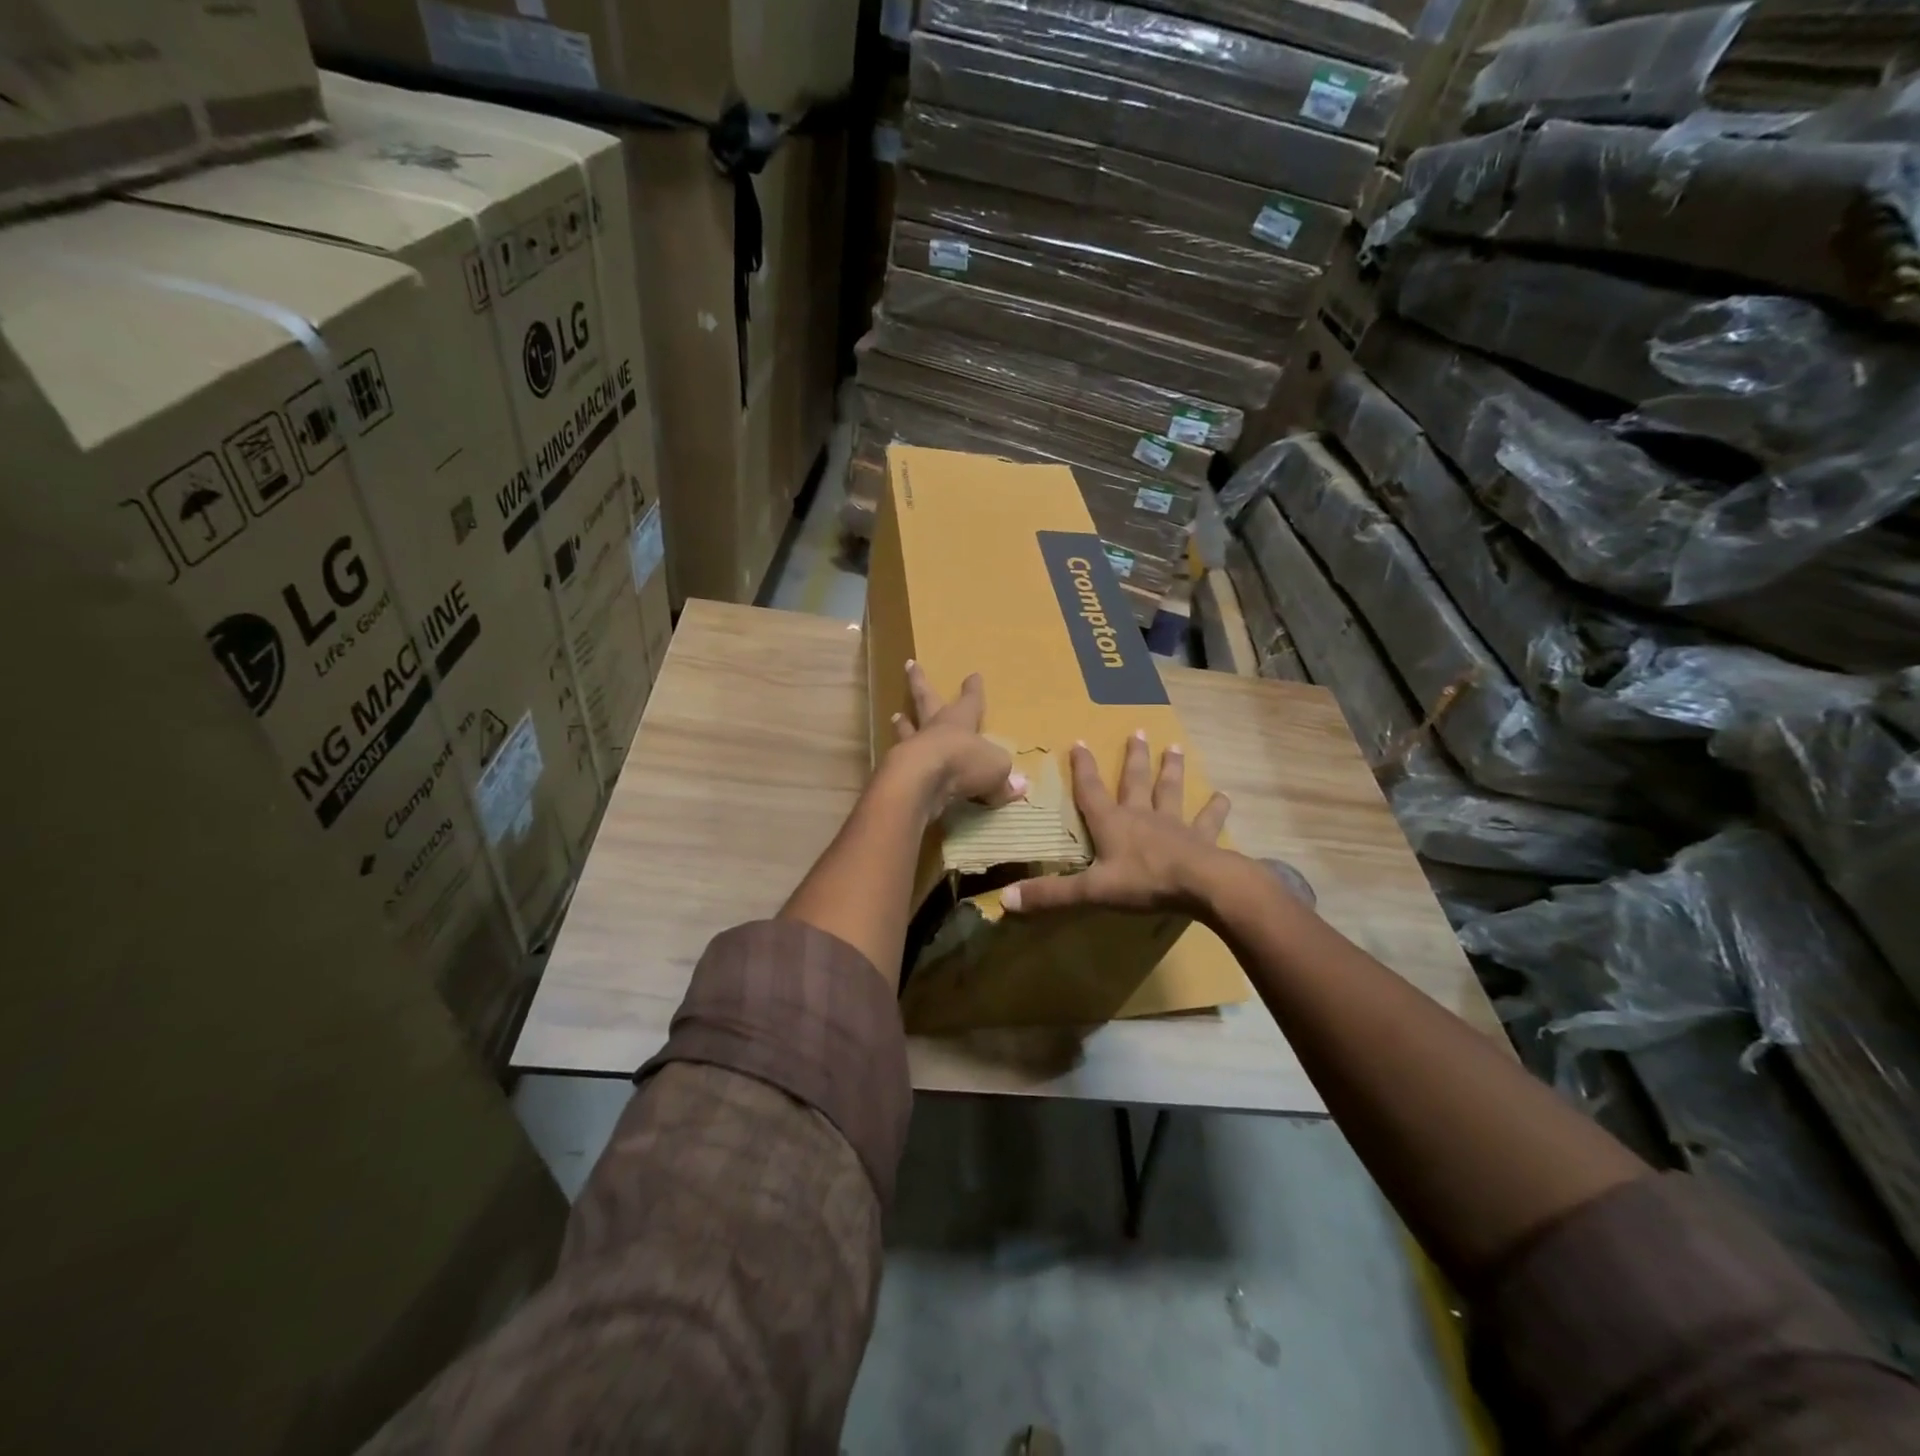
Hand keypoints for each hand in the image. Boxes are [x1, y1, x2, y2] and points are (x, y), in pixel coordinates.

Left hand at [887, 661, 1025, 813]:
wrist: (922, 778)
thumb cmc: (964, 763)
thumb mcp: (996, 769)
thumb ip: (1004, 779)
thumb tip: (1018, 787)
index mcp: (961, 721)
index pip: (971, 701)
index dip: (973, 690)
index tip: (973, 674)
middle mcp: (935, 727)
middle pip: (926, 699)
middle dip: (920, 681)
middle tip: (910, 664)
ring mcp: (913, 745)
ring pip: (907, 729)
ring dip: (902, 723)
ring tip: (895, 716)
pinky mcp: (897, 768)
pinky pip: (899, 760)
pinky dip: (897, 759)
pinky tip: (892, 761)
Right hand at [1001, 730, 1231, 915]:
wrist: (1202, 885)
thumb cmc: (1144, 882)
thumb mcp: (1091, 891)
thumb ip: (1051, 894)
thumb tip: (1005, 899)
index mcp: (1112, 824)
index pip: (1091, 791)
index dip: (1082, 768)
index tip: (1079, 741)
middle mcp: (1142, 816)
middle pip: (1135, 781)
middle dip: (1134, 757)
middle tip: (1138, 731)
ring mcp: (1175, 825)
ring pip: (1170, 791)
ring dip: (1171, 770)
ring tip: (1175, 748)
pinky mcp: (1202, 839)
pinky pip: (1208, 821)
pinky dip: (1215, 809)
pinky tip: (1224, 797)